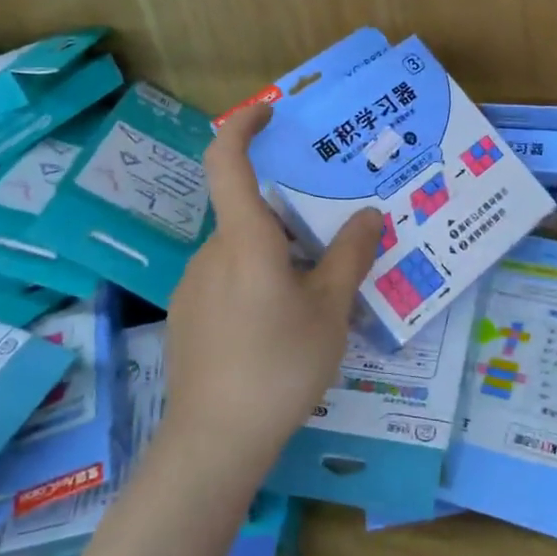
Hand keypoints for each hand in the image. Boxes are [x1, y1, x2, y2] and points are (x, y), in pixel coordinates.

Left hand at [162, 102, 382, 477]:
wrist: (213, 442)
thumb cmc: (279, 365)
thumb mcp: (330, 310)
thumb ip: (350, 256)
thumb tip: (369, 215)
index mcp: (244, 239)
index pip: (227, 160)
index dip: (243, 126)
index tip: (269, 114)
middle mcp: (211, 253)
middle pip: (250, 215)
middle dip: (290, 221)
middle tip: (333, 243)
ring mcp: (193, 286)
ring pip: (242, 252)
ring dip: (276, 258)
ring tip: (316, 297)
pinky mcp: (187, 317)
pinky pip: (227, 281)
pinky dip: (256, 284)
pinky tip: (279, 330)